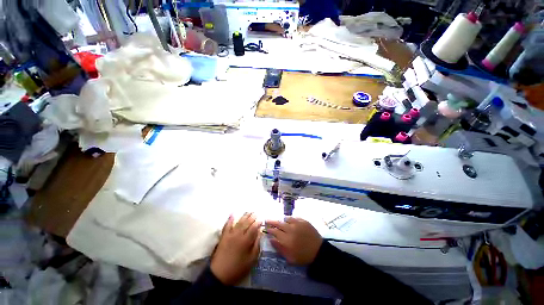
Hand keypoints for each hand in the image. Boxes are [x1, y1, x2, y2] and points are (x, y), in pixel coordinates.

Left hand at [210, 213, 261, 285]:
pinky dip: (230, 219)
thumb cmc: (237, 269)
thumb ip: (256, 246)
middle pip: (246, 223)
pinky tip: (232, 214)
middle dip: (252, 217)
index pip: (253, 228)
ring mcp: (230, 234)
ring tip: (248, 211)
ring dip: (244, 216)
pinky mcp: (223, 236)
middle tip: (256, 213)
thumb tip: (260, 234)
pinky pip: (227, 225)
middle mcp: (238, 235)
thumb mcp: (251, 260)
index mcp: (246, 240)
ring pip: (238, 222)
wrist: (219, 274)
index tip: (261, 220)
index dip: (258, 223)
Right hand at [265, 217, 321, 264]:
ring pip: (286, 219)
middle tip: (267, 220)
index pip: (275, 231)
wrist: (318, 251)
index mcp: (286, 239)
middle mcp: (291, 229)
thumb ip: (279, 248)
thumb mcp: (289, 257)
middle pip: (279, 223)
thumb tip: (271, 239)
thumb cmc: (303, 257)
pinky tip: (290, 221)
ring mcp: (298, 224)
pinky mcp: (304, 221)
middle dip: (272, 222)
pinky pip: (294, 217)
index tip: (266, 228)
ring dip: (282, 220)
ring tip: (280, 221)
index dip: (269, 229)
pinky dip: (290, 219)